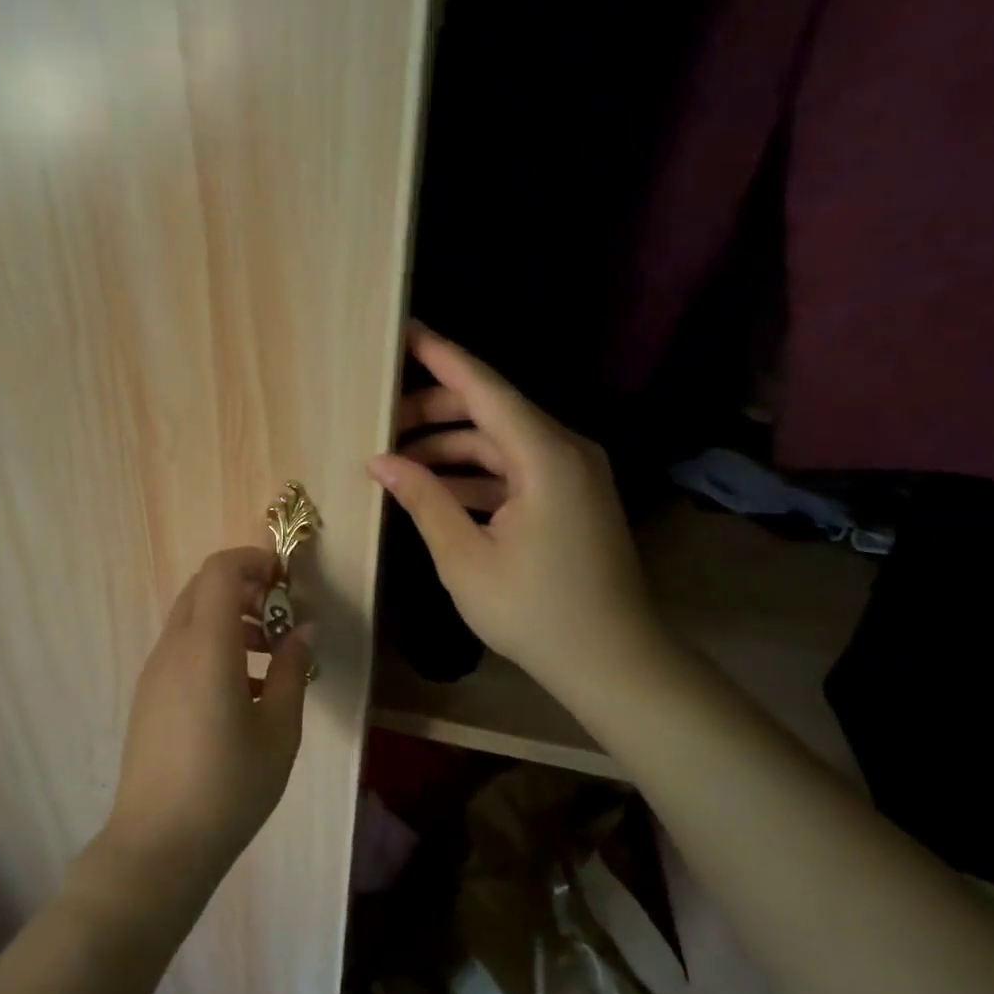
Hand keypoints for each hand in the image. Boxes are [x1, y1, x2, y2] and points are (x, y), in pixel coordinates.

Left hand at [105, 547, 313, 890]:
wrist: (158, 845)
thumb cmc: (229, 787)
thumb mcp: (279, 730)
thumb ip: (294, 670)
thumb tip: (303, 629)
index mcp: (206, 648)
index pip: (220, 571)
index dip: (254, 561)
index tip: (286, 582)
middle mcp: (173, 649)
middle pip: (203, 588)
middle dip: (245, 588)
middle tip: (281, 621)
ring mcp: (154, 672)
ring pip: (191, 618)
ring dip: (230, 619)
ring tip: (270, 661)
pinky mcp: (148, 696)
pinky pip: (182, 649)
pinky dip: (213, 646)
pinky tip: (243, 693)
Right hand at [367, 324, 668, 701]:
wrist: (612, 661)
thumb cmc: (535, 611)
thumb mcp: (465, 557)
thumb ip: (423, 500)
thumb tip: (381, 462)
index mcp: (545, 456)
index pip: (485, 389)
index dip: (442, 357)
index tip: (406, 331)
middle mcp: (566, 450)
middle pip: (492, 411)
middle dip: (435, 412)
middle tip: (382, 423)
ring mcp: (574, 474)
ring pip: (502, 442)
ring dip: (452, 448)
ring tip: (399, 461)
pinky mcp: (572, 497)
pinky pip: (517, 469)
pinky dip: (477, 474)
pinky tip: (437, 489)